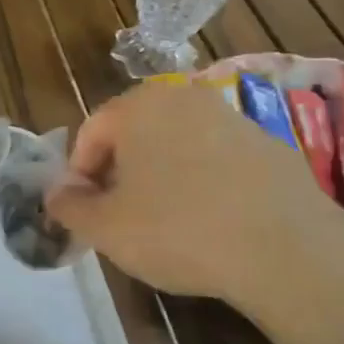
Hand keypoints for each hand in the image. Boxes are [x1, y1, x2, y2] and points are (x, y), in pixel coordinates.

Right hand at [46, 81, 343, 313]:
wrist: (286, 248)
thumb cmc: (178, 230)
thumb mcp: (106, 228)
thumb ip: (69, 206)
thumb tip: (57, 193)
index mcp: (139, 105)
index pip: (91, 132)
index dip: (79, 174)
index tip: (85, 212)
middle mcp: (185, 96)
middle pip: (134, 133)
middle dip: (120, 173)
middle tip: (120, 217)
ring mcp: (231, 116)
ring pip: (176, 144)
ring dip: (161, 176)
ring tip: (165, 223)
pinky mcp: (269, 144)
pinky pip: (216, 159)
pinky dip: (202, 182)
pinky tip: (210, 222)